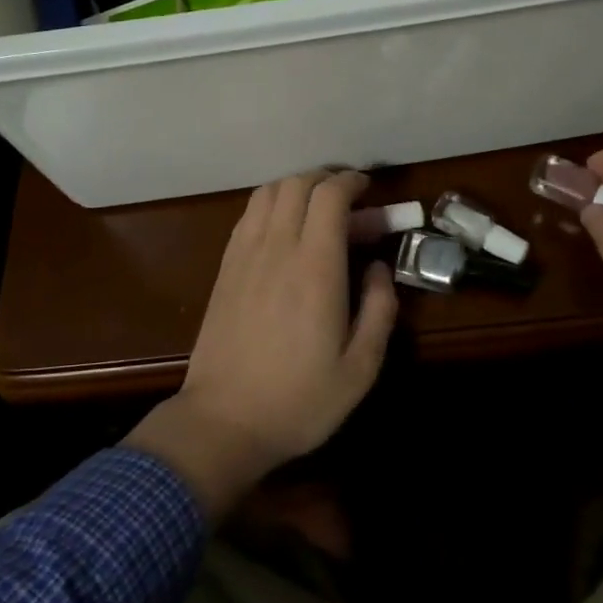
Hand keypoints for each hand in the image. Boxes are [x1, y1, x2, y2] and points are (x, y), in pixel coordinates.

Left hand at [126, 170, 397, 517]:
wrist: (223, 423)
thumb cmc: (299, 400)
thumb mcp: (361, 368)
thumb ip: (380, 309)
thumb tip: (380, 267)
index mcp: (315, 267)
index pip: (329, 196)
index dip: (351, 182)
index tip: (369, 190)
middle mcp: (277, 248)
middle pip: (297, 183)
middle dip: (327, 179)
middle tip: (349, 201)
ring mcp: (244, 255)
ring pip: (268, 193)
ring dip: (297, 188)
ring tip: (317, 210)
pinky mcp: (225, 269)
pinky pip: (248, 216)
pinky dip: (271, 206)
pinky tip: (284, 231)